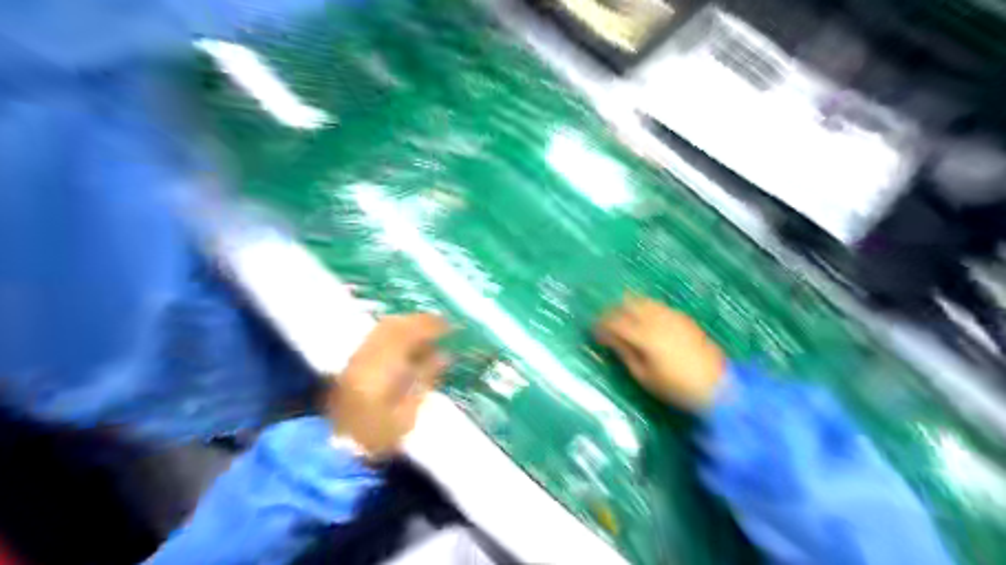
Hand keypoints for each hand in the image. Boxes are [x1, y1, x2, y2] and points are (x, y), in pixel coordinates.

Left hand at [332, 314, 447, 458]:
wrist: (338, 449)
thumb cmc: (379, 436)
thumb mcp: (409, 412)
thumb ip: (426, 378)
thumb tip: (445, 354)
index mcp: (383, 367)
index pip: (410, 335)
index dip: (432, 327)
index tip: (451, 327)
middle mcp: (367, 354)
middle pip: (395, 325)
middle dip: (420, 321)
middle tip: (441, 325)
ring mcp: (357, 356)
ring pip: (384, 327)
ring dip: (407, 324)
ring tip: (426, 332)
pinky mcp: (352, 361)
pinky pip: (376, 336)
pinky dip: (394, 332)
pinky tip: (406, 342)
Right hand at [592, 295, 727, 409]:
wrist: (717, 386)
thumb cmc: (675, 387)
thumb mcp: (644, 376)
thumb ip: (625, 354)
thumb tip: (609, 340)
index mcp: (645, 336)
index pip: (616, 322)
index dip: (601, 325)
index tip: (593, 331)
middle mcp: (657, 320)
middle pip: (628, 304)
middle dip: (613, 310)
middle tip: (605, 321)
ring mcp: (672, 316)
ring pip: (644, 301)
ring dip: (629, 306)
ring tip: (623, 318)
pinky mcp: (683, 318)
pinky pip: (659, 306)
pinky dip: (646, 308)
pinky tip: (645, 320)